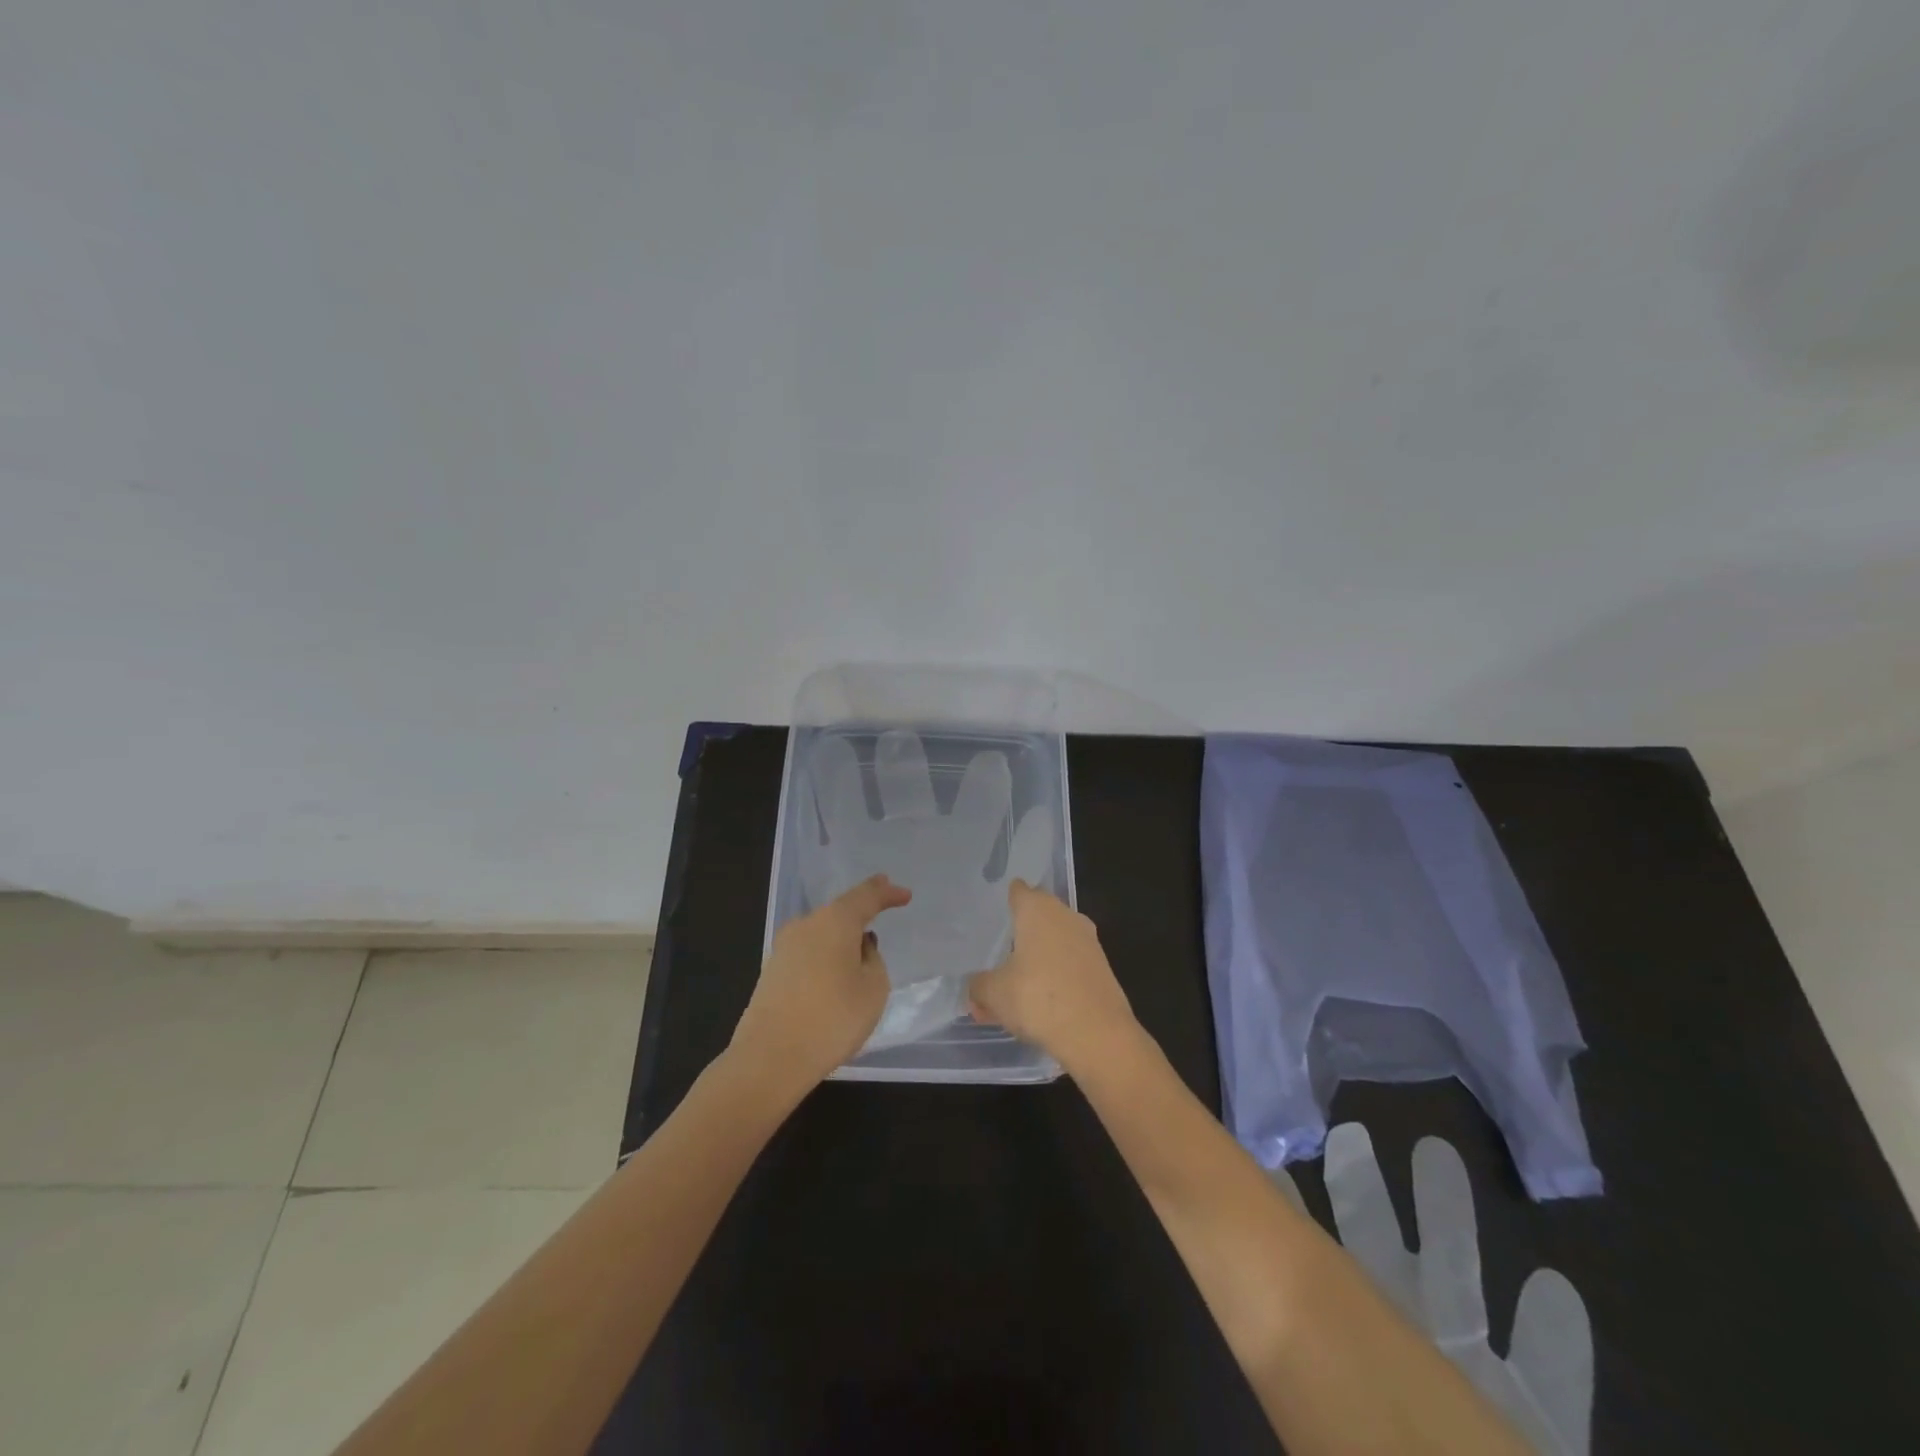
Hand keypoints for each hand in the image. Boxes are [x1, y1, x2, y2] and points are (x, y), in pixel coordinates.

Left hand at [731, 874, 911, 1095]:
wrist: (770, 1058)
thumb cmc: (833, 1018)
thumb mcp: (874, 989)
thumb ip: (873, 960)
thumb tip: (858, 947)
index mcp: (834, 921)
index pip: (865, 896)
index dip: (887, 892)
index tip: (904, 894)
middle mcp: (805, 925)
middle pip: (839, 912)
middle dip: (861, 912)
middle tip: (881, 908)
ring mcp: (784, 948)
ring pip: (821, 933)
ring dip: (841, 938)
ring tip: (861, 951)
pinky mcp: (772, 973)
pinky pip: (808, 954)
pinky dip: (826, 957)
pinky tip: (834, 976)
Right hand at [967, 881, 1138, 1073]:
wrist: (1097, 1034)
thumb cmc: (1038, 997)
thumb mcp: (994, 993)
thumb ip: (978, 986)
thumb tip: (974, 988)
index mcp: (1038, 909)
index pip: (1019, 891)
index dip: (1006, 898)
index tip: (994, 910)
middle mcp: (1065, 916)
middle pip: (1039, 914)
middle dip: (1022, 930)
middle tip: (999, 948)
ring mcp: (1088, 941)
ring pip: (1056, 941)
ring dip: (1039, 956)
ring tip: (1016, 981)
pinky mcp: (1102, 968)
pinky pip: (1070, 963)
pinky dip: (1056, 975)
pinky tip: (1041, 998)